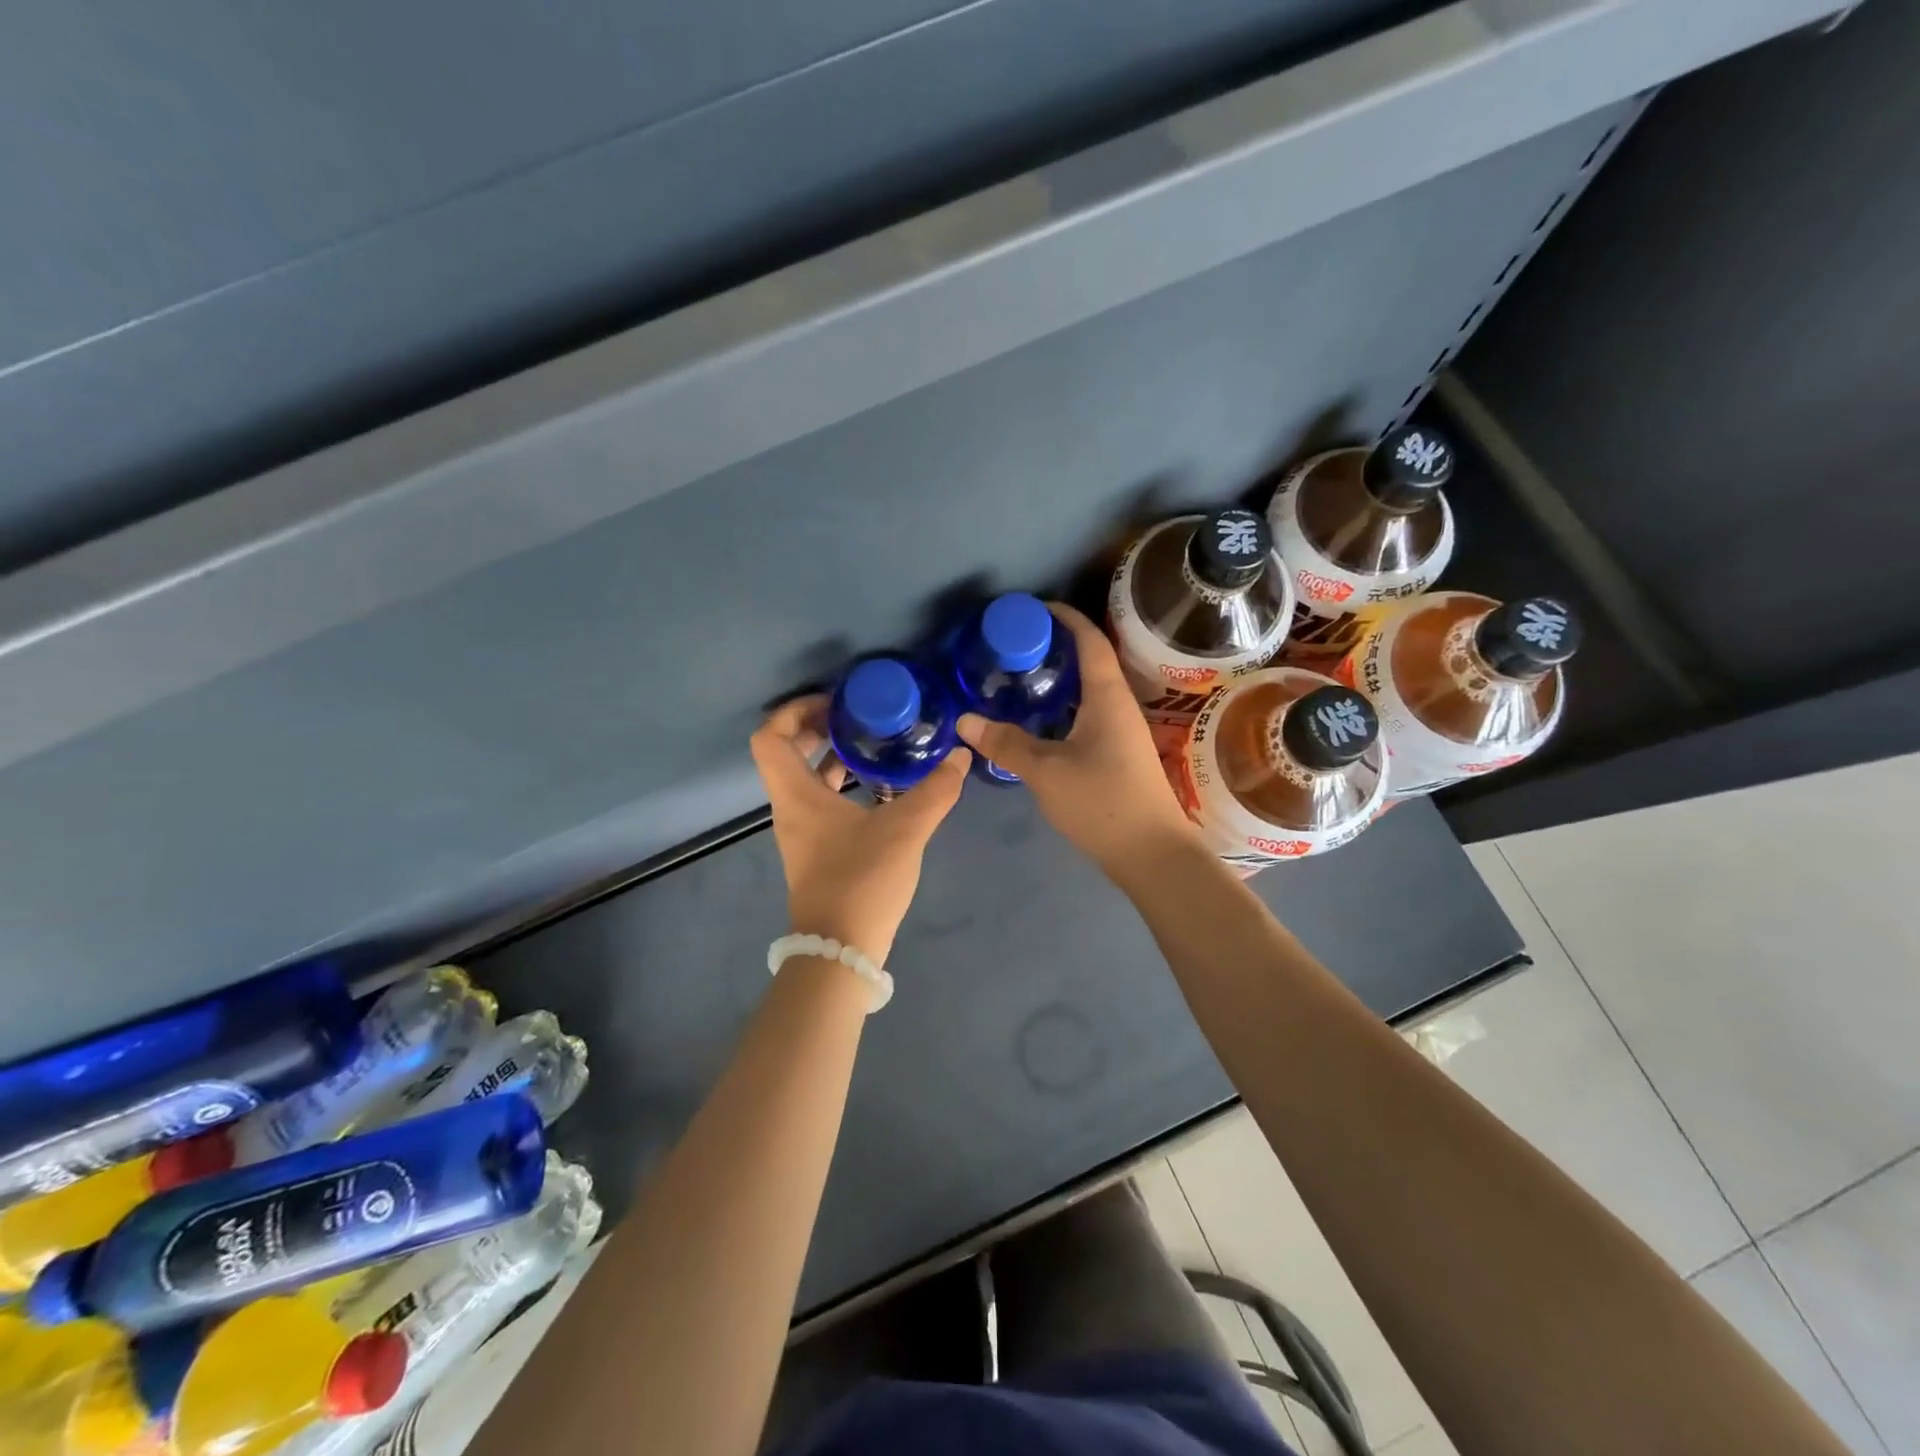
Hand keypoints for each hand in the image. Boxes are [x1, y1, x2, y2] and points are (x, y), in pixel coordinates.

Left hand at [749, 696, 971, 964]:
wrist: (840, 950)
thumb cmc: (861, 882)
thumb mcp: (904, 830)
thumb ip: (935, 790)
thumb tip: (960, 756)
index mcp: (797, 795)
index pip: (770, 737)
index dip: (794, 711)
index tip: (834, 703)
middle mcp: (791, 809)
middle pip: (785, 753)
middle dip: (817, 728)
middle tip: (857, 717)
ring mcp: (802, 832)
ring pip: (804, 779)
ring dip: (831, 756)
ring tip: (871, 743)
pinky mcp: (817, 851)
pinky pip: (821, 801)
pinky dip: (842, 784)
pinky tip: (879, 787)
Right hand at [956, 603, 1198, 881]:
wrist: (1152, 854)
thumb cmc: (1102, 802)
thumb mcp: (1046, 771)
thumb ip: (1006, 744)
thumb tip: (965, 720)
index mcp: (1107, 696)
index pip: (1090, 640)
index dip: (1065, 617)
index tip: (1033, 608)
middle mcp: (1118, 705)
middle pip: (1090, 661)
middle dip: (1055, 646)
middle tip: (1014, 646)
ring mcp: (1121, 731)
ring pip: (1088, 691)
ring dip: (1059, 679)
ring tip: (1020, 678)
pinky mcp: (1118, 754)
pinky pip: (1088, 714)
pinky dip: (1063, 707)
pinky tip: (1039, 721)